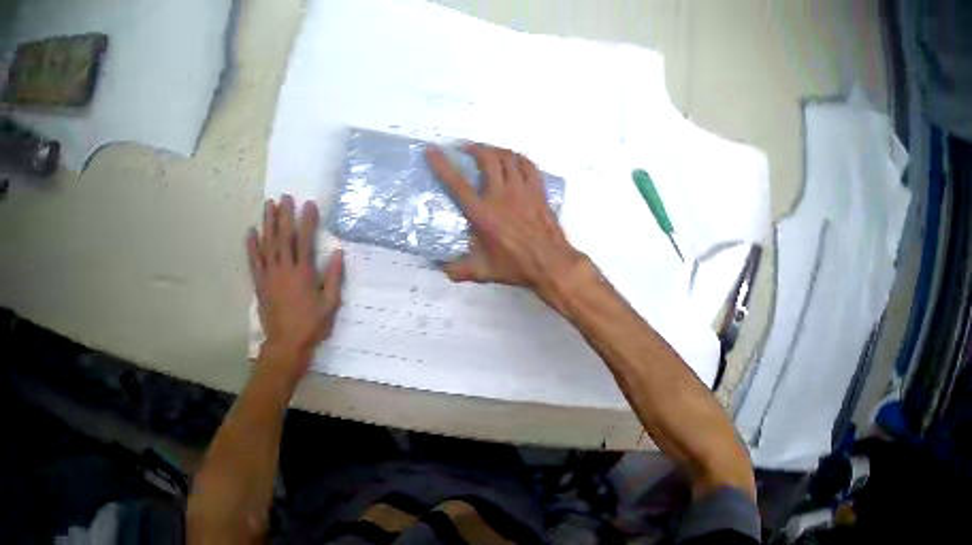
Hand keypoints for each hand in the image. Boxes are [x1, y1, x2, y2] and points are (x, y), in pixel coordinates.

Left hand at [246, 195, 342, 379]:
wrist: (286, 344)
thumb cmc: (311, 325)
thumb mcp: (331, 304)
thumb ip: (334, 278)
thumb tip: (339, 253)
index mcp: (303, 273)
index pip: (305, 240)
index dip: (307, 220)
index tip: (309, 204)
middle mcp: (284, 269)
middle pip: (283, 237)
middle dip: (284, 215)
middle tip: (284, 197)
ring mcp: (269, 276)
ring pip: (267, 244)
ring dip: (267, 223)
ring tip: (268, 205)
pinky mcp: (260, 284)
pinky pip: (254, 261)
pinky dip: (252, 246)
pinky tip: (251, 232)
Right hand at [425, 144, 584, 299]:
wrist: (551, 263)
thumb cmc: (515, 266)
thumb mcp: (482, 272)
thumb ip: (459, 270)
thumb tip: (442, 269)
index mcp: (482, 213)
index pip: (457, 183)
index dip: (442, 165)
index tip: (432, 150)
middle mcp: (501, 195)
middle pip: (487, 159)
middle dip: (474, 148)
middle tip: (466, 149)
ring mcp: (522, 191)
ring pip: (508, 158)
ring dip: (495, 150)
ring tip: (488, 152)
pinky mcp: (538, 191)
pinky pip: (528, 165)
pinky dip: (518, 158)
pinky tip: (513, 160)